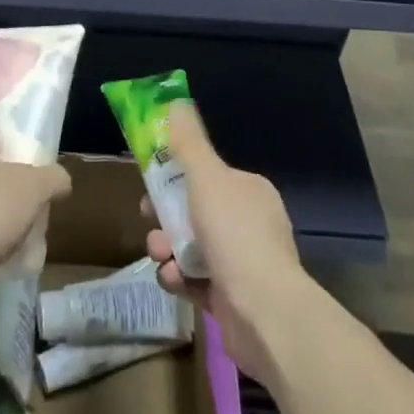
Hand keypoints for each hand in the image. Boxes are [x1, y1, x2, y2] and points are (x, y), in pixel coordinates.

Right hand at [142, 102, 309, 383]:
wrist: (264, 312)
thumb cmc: (235, 235)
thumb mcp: (208, 178)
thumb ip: (188, 143)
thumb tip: (175, 101)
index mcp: (248, 191)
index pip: (205, 176)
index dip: (174, 178)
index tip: (149, 184)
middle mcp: (247, 223)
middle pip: (192, 211)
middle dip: (165, 217)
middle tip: (149, 220)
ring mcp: (240, 262)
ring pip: (189, 246)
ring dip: (168, 248)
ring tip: (163, 256)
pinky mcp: (229, 298)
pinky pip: (193, 279)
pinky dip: (180, 278)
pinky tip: (175, 280)